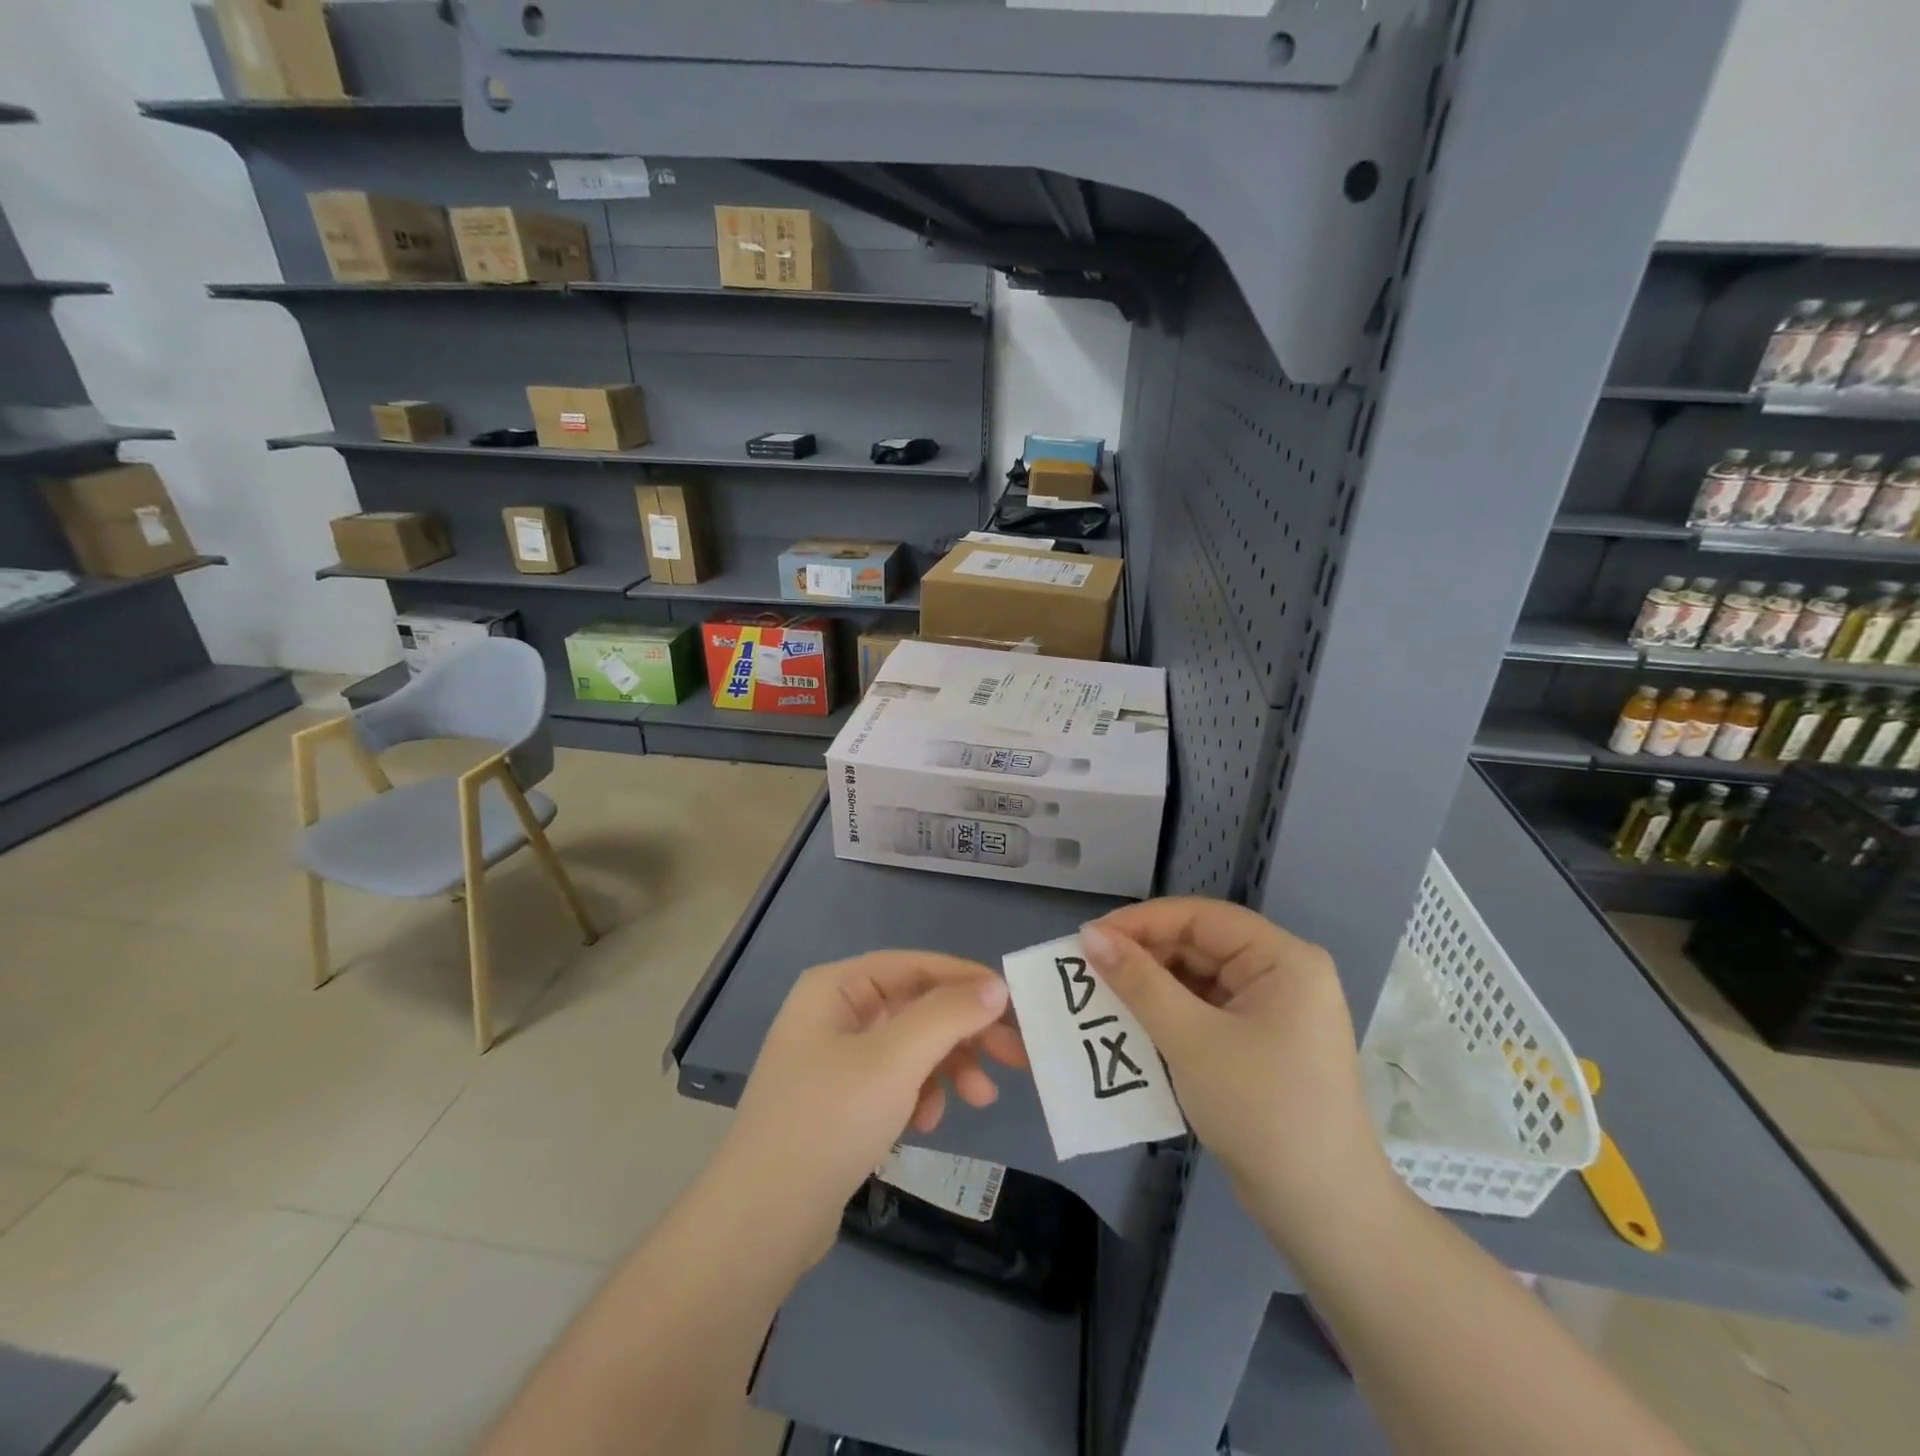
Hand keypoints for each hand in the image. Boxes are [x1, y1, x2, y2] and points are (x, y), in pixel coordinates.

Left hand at [718, 952, 1027, 1258]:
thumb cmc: (828, 1122)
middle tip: (1017, 1057)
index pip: (916, 966)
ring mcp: (835, 1058)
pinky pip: (895, 1080)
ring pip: (912, 1046)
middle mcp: (835, 1012)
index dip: (968, 980)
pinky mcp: (841, 1100)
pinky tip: (927, 1124)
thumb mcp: (895, 1061)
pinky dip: (920, 1095)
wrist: (761, 1223)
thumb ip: (948, 1015)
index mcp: (837, 987)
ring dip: (949, 1067)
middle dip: (965, 1032)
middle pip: (918, 1007)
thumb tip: (995, 985)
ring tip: (980, 1101)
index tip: (1017, 1005)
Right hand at [1080, 899, 1393, 1243]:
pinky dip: (1170, 1014)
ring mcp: (1274, 1011)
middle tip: (1089, 970)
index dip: (1142, 922)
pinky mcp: (1261, 1043)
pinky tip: (1134, 1025)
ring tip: (1102, 996)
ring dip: (1152, 986)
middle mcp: (1283, 974)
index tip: (1089, 938)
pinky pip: (1206, 1011)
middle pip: (1200, 945)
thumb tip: (1091, 936)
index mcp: (1283, 959)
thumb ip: (1139, 982)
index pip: (1201, 917)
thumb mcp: (1192, 1040)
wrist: (1324, 1214)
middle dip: (1144, 956)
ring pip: (1199, 979)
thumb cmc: (1262, 1112)